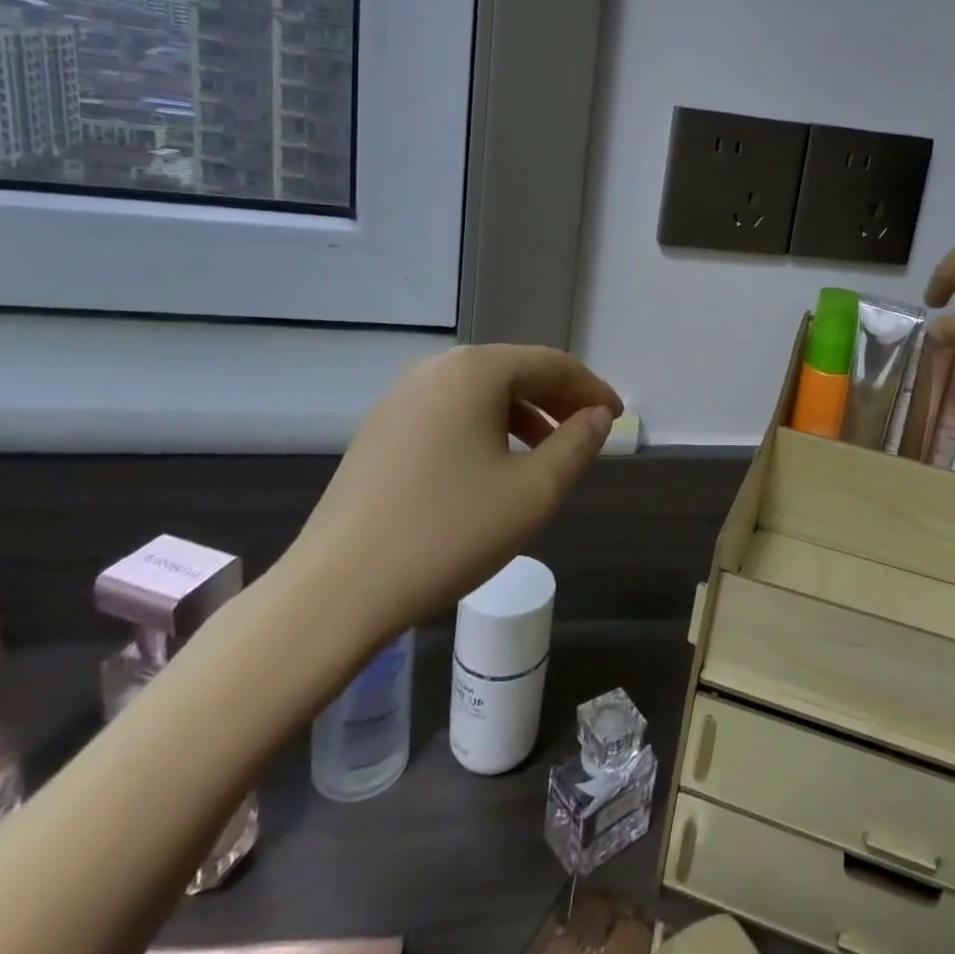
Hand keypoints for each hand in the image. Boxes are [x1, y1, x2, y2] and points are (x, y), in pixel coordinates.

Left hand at [288, 345, 621, 650]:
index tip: (616, 419)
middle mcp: (435, 370)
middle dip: (558, 401)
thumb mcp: (533, 492)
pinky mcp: (381, 430)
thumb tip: (597, 417)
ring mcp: (401, 398)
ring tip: (548, 455)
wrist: (338, 589)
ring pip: (480, 395)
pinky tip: (494, 468)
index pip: (550, 364)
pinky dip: (486, 430)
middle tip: (589, 434)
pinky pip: (450, 414)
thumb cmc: (449, 532)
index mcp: (474, 371)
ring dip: (523, 416)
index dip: (591, 389)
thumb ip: (576, 445)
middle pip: (514, 372)